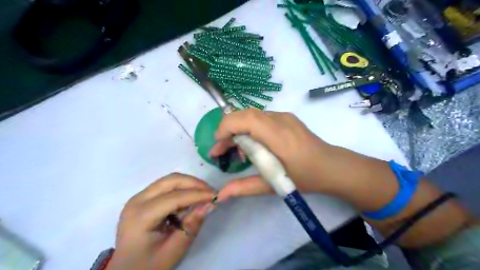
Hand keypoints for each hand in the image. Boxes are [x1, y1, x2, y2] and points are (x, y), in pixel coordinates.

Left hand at [107, 173, 216, 269]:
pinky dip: (181, 190)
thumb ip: (192, 225)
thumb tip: (211, 204)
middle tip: (211, 192)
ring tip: (203, 196)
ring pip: (169, 180)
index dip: (198, 194)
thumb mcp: (173, 250)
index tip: (216, 195)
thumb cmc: (148, 266)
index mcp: (141, 216)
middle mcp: (137, 200)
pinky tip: (189, 201)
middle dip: (194, 183)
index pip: (175, 197)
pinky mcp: (143, 198)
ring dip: (189, 185)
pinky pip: (166, 186)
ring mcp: (139, 197)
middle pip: (171, 180)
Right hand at [211, 108, 334, 201]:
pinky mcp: (286, 118)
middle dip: (227, 130)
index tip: (217, 146)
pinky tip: (252, 144)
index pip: (246, 119)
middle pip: (245, 114)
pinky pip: (261, 118)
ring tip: (235, 150)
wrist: (332, 167)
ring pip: (252, 115)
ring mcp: (284, 116)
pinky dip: (249, 128)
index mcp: (278, 136)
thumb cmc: (305, 177)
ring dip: (238, 129)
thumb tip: (219, 195)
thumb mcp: (273, 185)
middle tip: (221, 151)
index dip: (226, 127)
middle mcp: (280, 120)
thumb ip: (244, 187)